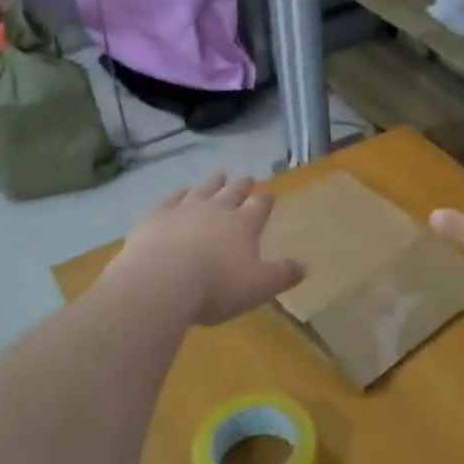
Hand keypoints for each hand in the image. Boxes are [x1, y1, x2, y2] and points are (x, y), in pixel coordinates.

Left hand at [107, 173, 305, 325]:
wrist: (160, 282)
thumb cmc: (215, 287)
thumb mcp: (258, 288)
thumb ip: (282, 275)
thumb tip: (306, 266)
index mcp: (244, 224)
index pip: (260, 206)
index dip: (266, 200)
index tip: (269, 195)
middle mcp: (217, 209)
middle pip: (233, 191)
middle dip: (242, 185)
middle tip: (247, 177)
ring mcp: (185, 208)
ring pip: (204, 189)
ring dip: (213, 182)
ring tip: (220, 175)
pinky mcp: (157, 215)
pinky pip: (172, 197)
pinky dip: (179, 192)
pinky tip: (181, 190)